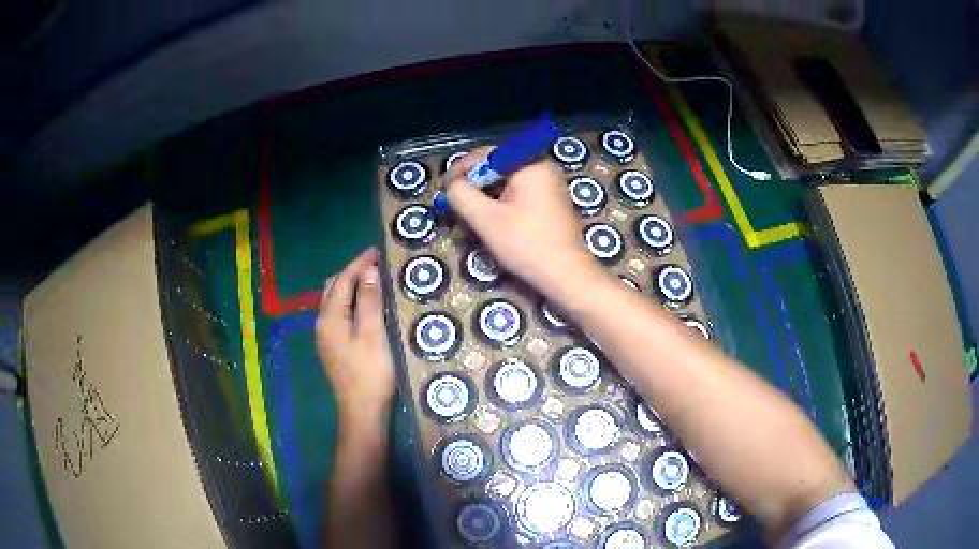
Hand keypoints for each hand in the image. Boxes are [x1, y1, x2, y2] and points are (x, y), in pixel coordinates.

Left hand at [315, 248, 394, 433]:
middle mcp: (322, 324)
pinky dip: (350, 303)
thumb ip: (370, 301)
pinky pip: (338, 314)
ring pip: (334, 302)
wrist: (361, 411)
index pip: (342, 281)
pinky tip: (364, 307)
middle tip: (375, 265)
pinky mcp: (333, 348)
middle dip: (352, 273)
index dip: (358, 264)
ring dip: (350, 288)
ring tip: (372, 282)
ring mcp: (326, 337)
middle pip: (333, 288)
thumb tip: (368, 272)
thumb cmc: (370, 372)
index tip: (376, 251)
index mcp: (330, 318)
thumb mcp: (373, 334)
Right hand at [447, 149, 602, 301]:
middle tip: (455, 209)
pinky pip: (518, 199)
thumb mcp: (486, 219)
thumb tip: (451, 185)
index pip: (486, 154)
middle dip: (472, 190)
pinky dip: (500, 210)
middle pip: (496, 170)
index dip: (461, 170)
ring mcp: (548, 188)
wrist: (566, 276)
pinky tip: (488, 229)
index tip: (445, 191)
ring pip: (505, 187)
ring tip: (467, 224)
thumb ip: (461, 195)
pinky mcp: (550, 206)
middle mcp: (541, 169)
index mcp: (529, 164)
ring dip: (484, 203)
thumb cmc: (526, 244)